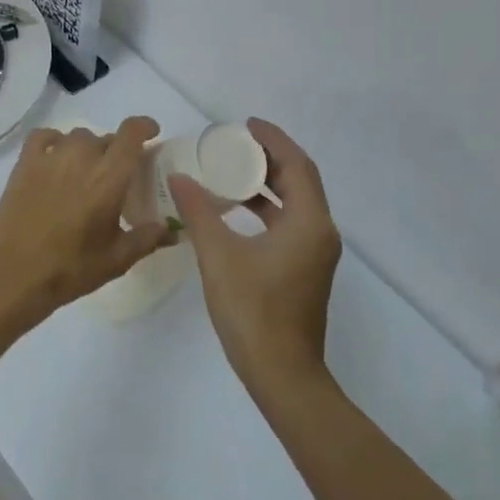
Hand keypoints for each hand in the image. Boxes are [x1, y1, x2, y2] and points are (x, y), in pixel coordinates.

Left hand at [0, 117, 171, 325]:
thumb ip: (148, 238)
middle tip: (116, 177)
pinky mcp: (25, 164)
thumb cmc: (72, 267)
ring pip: (77, 137)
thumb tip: (171, 230)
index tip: (152, 134)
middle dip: (116, 152)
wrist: (15, 274)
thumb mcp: (118, 258)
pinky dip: (55, 141)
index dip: (145, 127)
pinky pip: (44, 137)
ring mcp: (51, 157)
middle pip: (106, 138)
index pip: (132, 133)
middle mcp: (82, 156)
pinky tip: (56, 158)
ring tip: (85, 172)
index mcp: (110, 175)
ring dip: (87, 149)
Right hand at [169, 118, 342, 393]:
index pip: (297, 165)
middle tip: (234, 143)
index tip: (246, 124)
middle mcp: (320, 232)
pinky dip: (267, 210)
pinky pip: (289, 224)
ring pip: (295, 204)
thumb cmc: (253, 311)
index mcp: (309, 223)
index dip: (273, 140)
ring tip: (231, 170)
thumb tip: (179, 177)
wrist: (282, 375)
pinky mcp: (305, 270)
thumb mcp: (219, 256)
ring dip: (267, 184)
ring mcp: (315, 254)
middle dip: (269, 158)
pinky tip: (236, 211)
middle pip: (300, 181)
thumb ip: (198, 212)